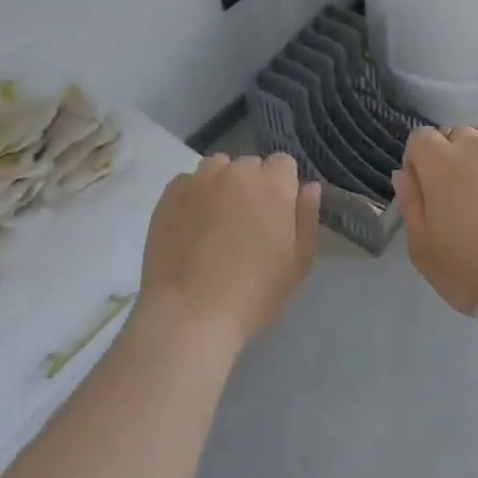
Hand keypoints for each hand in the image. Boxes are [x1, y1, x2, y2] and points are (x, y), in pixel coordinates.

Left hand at [137, 153, 320, 346]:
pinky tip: (191, 225)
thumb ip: (307, 218)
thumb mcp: (298, 263)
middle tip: (246, 223)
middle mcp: (236, 173)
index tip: (277, 214)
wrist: (190, 313)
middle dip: (252, 185)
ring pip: (217, 168)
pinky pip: (187, 182)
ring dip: (222, 184)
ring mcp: (199, 181)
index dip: (282, 186)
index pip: (283, 163)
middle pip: (250, 165)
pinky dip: (193, 195)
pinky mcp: (168, 196)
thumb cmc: (254, 294)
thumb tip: (309, 187)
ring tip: (216, 220)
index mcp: (273, 185)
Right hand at [393, 126, 477, 314]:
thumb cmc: (470, 269)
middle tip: (458, 194)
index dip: (418, 160)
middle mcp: (477, 146)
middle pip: (456, 135)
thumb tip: (405, 175)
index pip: (420, 138)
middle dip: (451, 155)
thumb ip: (410, 204)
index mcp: (440, 162)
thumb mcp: (422, 247)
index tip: (425, 189)